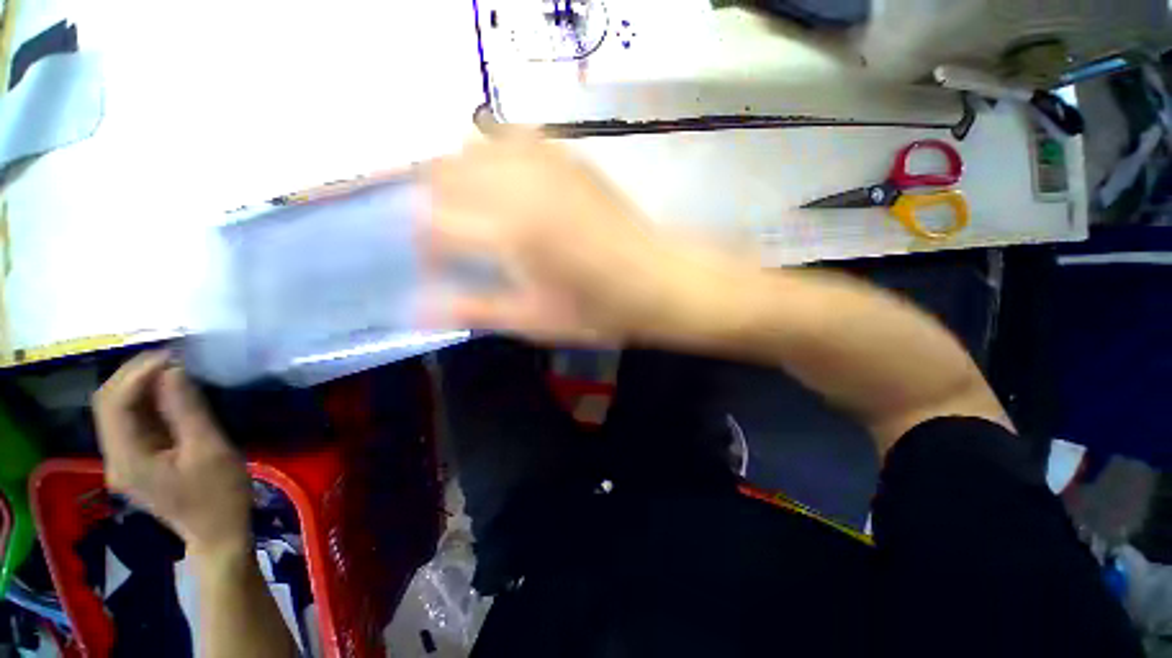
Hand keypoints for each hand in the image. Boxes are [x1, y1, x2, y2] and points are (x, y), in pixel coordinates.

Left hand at [93, 351, 251, 558]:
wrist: (218, 534)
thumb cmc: (219, 495)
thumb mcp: (209, 450)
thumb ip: (187, 410)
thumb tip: (174, 370)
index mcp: (127, 458)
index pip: (115, 403)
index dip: (138, 373)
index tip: (173, 355)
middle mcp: (115, 456)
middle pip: (108, 403)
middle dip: (135, 374)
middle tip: (172, 357)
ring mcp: (124, 460)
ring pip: (118, 410)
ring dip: (140, 385)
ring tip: (173, 368)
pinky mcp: (137, 461)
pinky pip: (133, 422)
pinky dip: (148, 401)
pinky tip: (170, 392)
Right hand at [427, 135, 736, 344]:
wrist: (657, 281)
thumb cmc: (599, 309)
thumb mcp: (534, 321)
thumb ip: (474, 309)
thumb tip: (416, 309)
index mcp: (510, 232)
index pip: (432, 226)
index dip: (426, 248)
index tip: (440, 267)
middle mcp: (520, 184)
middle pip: (443, 173)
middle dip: (434, 205)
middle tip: (453, 236)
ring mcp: (548, 163)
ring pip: (473, 146)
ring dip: (461, 176)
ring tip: (477, 209)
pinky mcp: (571, 156)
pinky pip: (515, 136)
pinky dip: (497, 154)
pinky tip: (510, 183)